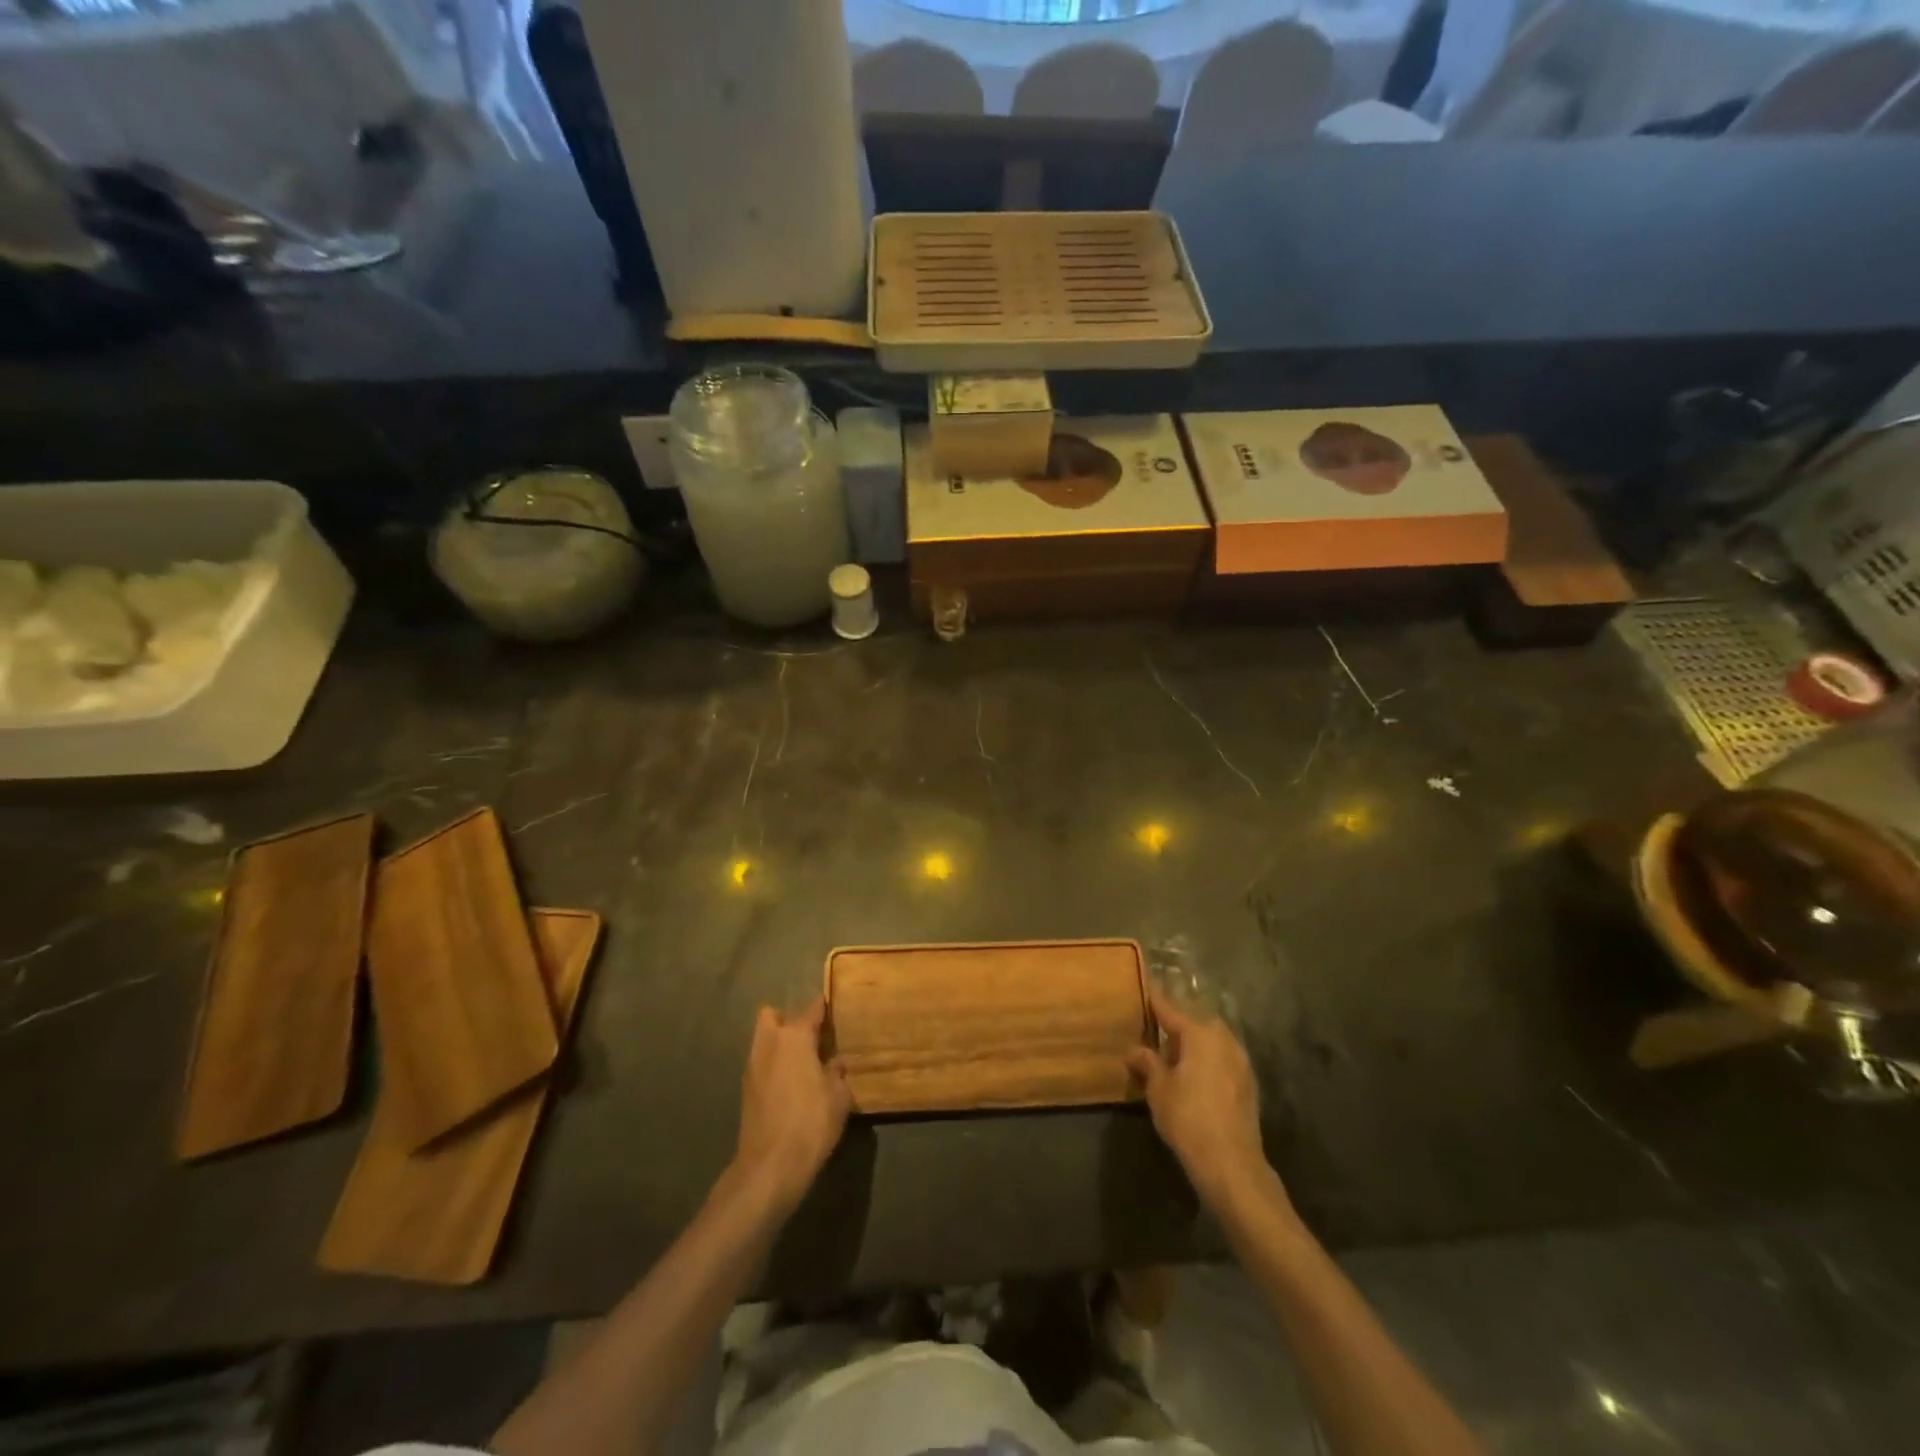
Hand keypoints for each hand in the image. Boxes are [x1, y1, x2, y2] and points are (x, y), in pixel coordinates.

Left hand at [732, 998, 851, 1215]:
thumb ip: (838, 1073)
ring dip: (777, 1045)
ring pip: (762, 1040)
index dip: (822, 1007)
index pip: (811, 1009)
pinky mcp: (745, 1090)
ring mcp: (752, 1066)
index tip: (831, 1008)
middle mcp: (769, 1044)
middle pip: (771, 1016)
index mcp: (795, 1037)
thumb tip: (837, 1063)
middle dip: (786, 1021)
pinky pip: (759, 1064)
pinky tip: (788, 1086)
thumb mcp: (838, 1097)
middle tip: (807, 1038)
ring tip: (799, 1064)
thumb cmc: (811, 1122)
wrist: (770, 1165)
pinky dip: (771, 1067)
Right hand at [1128, 987, 1272, 1209]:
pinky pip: (1220, 1058)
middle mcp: (1223, 1038)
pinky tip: (1191, 1075)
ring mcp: (1240, 1060)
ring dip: (1190, 1043)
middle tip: (1151, 1029)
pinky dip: (1205, 1059)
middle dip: (1173, 1023)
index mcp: (1199, 1032)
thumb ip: (1147, 1062)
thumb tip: (1134, 1049)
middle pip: (1193, 1021)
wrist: (1232, 1164)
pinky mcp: (1247, 1082)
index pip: (1169, 1007)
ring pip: (1209, 1040)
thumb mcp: (1158, 1088)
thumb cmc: (1188, 1118)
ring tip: (1168, 1054)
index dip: (1153, 998)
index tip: (1142, 985)